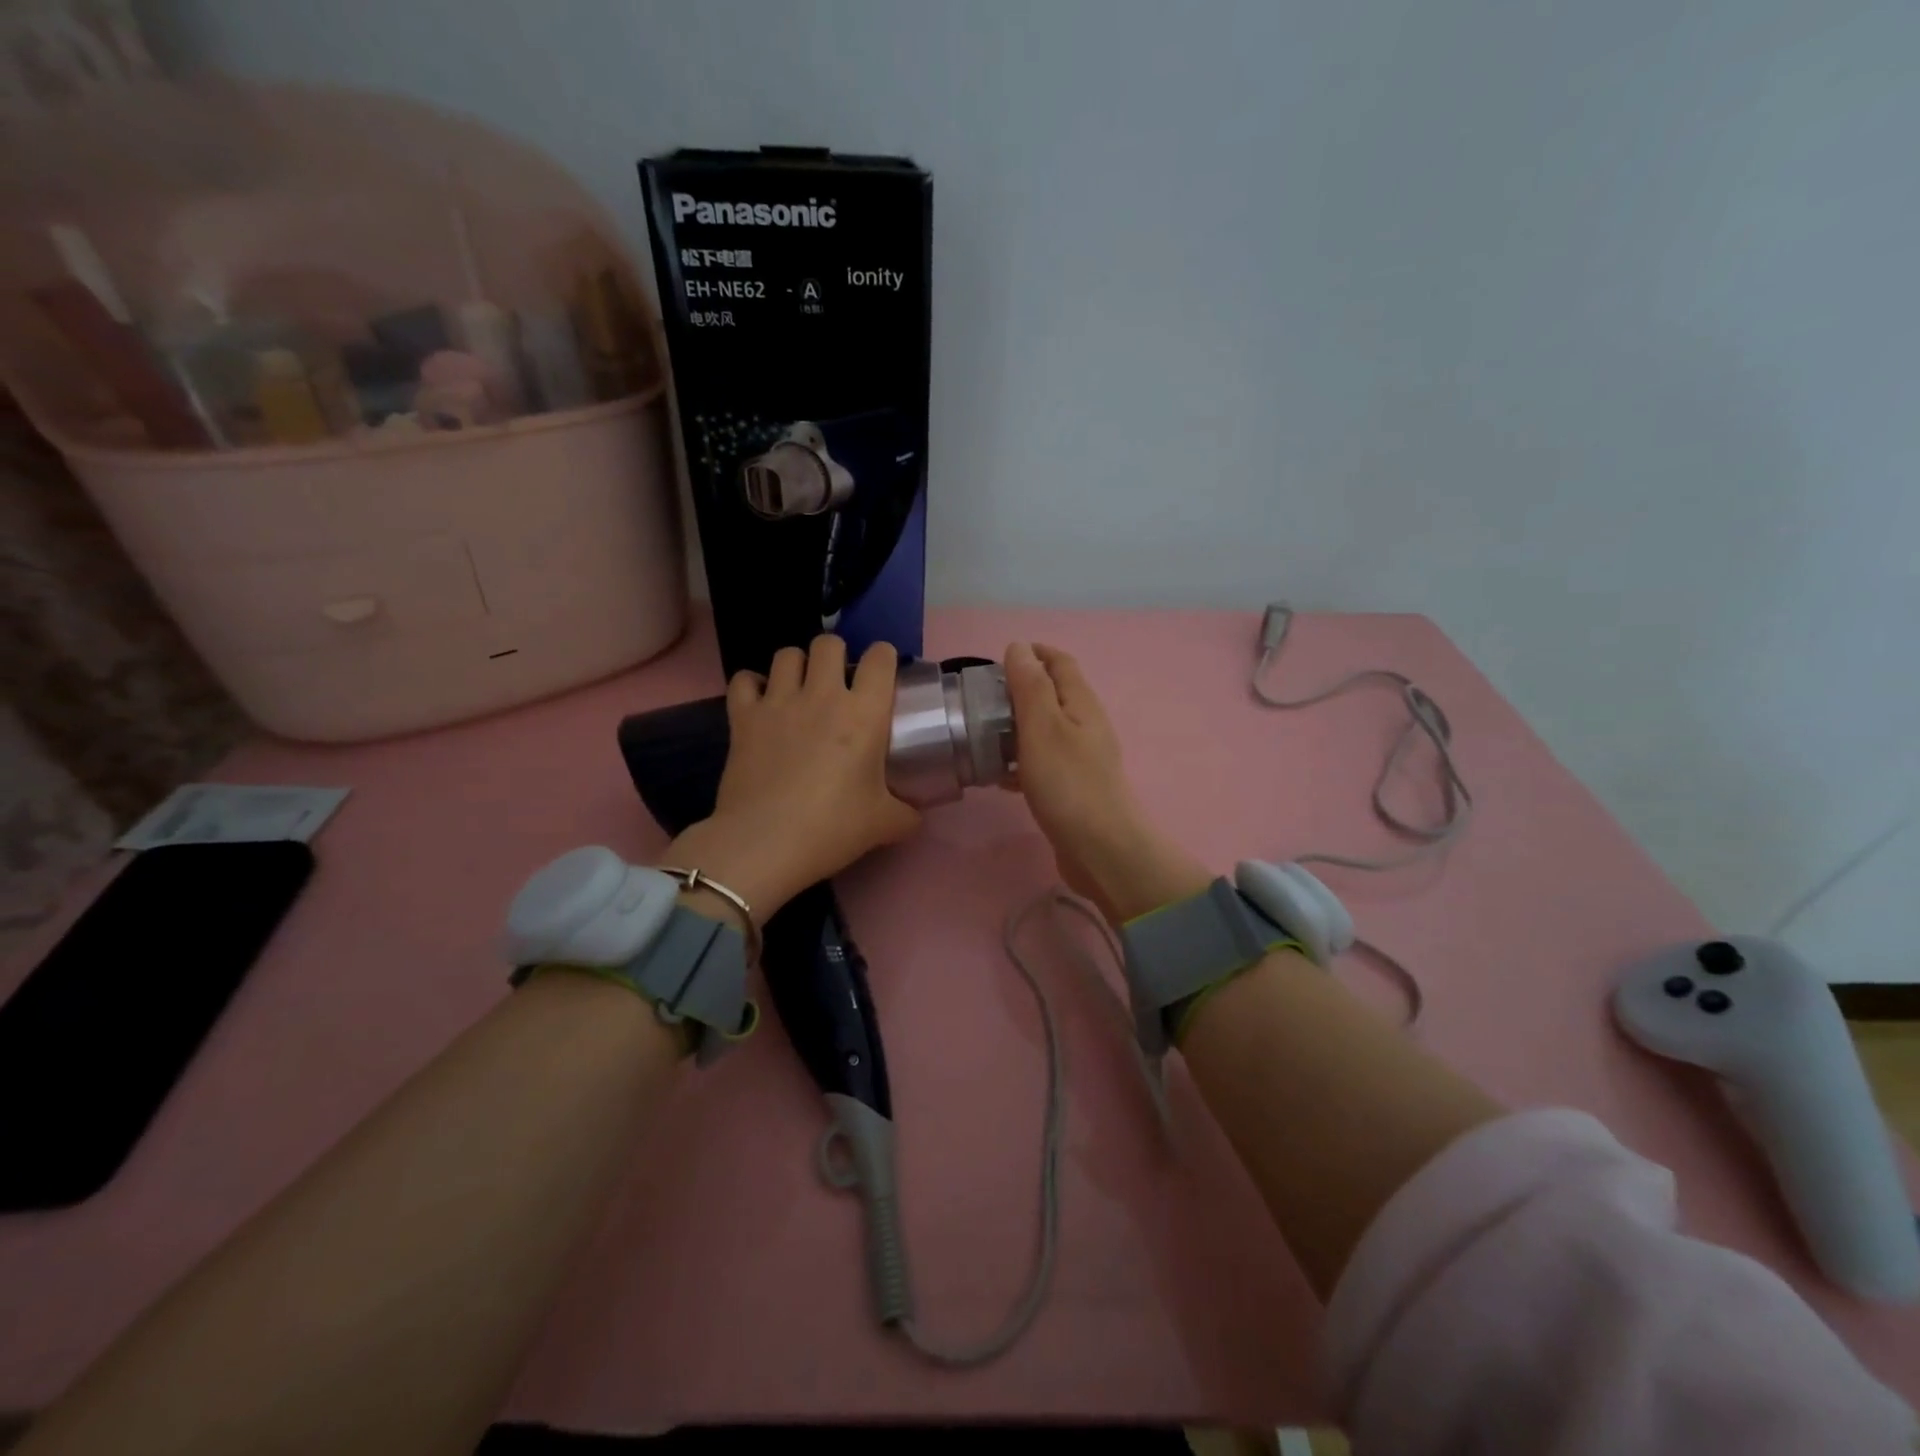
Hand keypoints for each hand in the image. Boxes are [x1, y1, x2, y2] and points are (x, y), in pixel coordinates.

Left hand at [665, 636, 920, 921]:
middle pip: (829, 643)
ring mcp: (778, 702)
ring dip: (796, 665)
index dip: (884, 658)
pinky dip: (752, 685)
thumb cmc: (832, 828)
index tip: (883, 674)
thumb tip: (916, 815)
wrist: (765, 843)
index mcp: (864, 713)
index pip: (881, 658)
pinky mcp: (742, 717)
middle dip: (836, 655)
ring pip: (787, 654)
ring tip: (800, 687)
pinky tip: (760, 701)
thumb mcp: (884, 824)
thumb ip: (907, 814)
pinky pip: (744, 680)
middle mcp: (822, 695)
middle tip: (838, 682)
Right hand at [1002, 642, 1210, 922]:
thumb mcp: (1042, 726)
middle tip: (981, 699)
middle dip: (1019, 690)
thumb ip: (1029, 685)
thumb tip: (1019, 647)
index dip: (1033, 653)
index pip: (1060, 662)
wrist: (1100, 849)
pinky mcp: (1072, 788)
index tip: (999, 658)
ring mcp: (1081, 759)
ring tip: (981, 734)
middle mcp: (1085, 726)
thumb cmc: (1068, 783)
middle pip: (1052, 695)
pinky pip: (1042, 762)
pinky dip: (1019, 760)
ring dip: (1015, 726)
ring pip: (1044, 730)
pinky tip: (998, 776)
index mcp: (1081, 704)